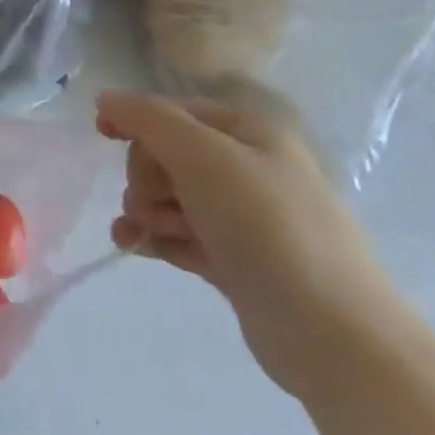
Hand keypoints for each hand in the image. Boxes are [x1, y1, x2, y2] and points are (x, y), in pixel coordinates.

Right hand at [97, 91, 411, 400]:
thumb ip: (149, 119)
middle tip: (151, 202)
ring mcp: (242, 218)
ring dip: (146, 210)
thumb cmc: (266, 227)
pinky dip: (154, 237)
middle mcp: (247, 168)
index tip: (101, 134)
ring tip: (148, 233)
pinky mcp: (234, 260)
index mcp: (249, 132)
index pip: (174, 110)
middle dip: (145, 176)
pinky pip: (178, 235)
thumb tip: (107, 99)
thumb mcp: (203, 156)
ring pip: (169, 197)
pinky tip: (135, 247)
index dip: (135, 117)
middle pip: (166, 154)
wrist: (334, 335)